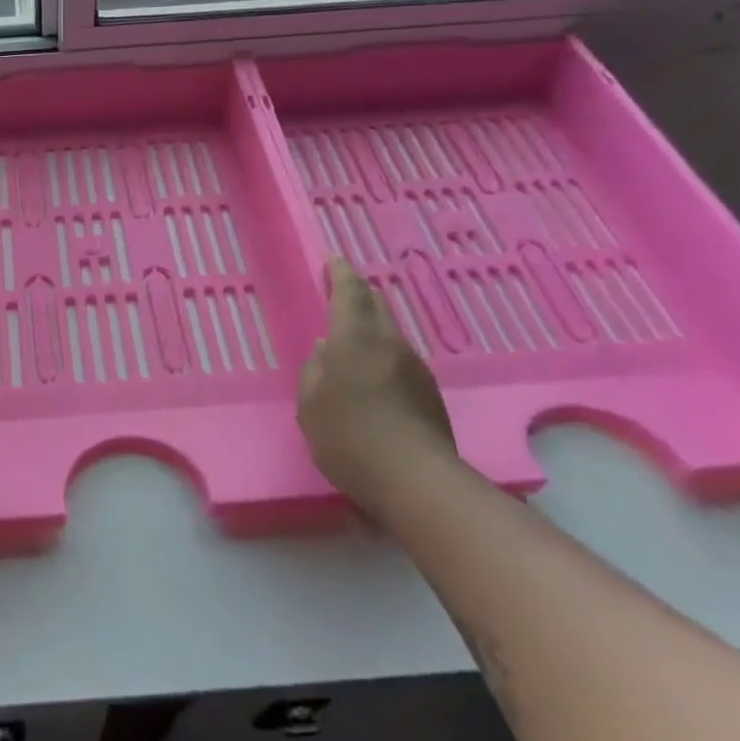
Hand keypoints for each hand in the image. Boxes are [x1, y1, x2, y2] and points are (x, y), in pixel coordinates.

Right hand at [297, 257, 455, 512]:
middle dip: (359, 294)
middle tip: (342, 293)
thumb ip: (315, 370)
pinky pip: (399, 361)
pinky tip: (371, 380)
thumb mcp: (310, 403)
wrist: (414, 479)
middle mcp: (390, 344)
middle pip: (377, 306)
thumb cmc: (347, 436)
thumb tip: (326, 350)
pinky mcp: (428, 393)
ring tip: (352, 342)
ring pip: (390, 334)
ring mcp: (415, 368)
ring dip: (371, 329)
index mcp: (355, 338)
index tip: (333, 261)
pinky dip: (382, 358)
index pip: (350, 292)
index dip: (340, 273)